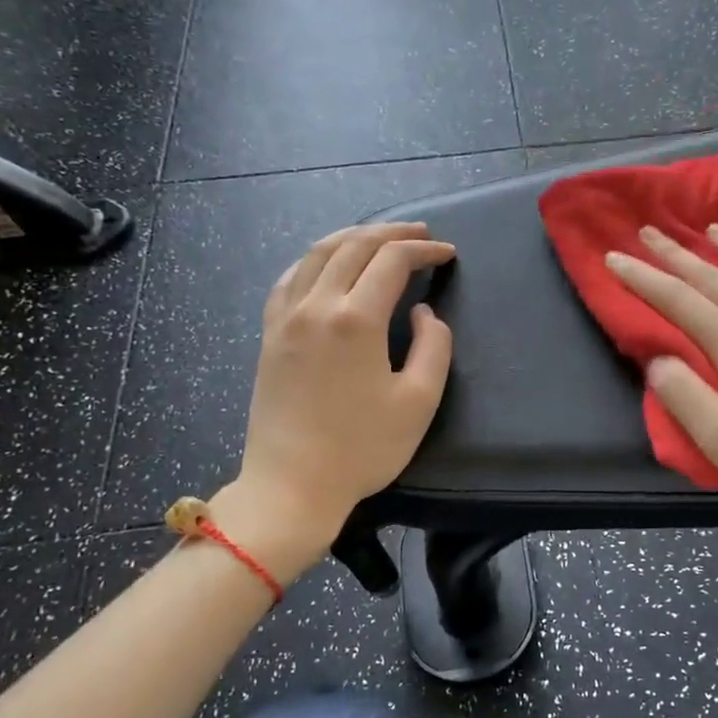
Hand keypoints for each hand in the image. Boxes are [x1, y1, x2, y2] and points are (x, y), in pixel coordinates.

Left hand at [230, 223, 455, 556]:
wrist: (292, 485)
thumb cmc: (362, 448)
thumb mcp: (419, 401)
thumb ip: (434, 347)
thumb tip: (423, 312)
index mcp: (355, 319)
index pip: (392, 261)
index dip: (424, 250)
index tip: (447, 254)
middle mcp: (316, 305)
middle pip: (353, 245)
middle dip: (391, 233)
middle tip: (421, 235)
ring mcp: (286, 317)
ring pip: (316, 254)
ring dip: (352, 237)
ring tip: (379, 239)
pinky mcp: (269, 334)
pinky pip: (289, 277)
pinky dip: (315, 260)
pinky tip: (327, 266)